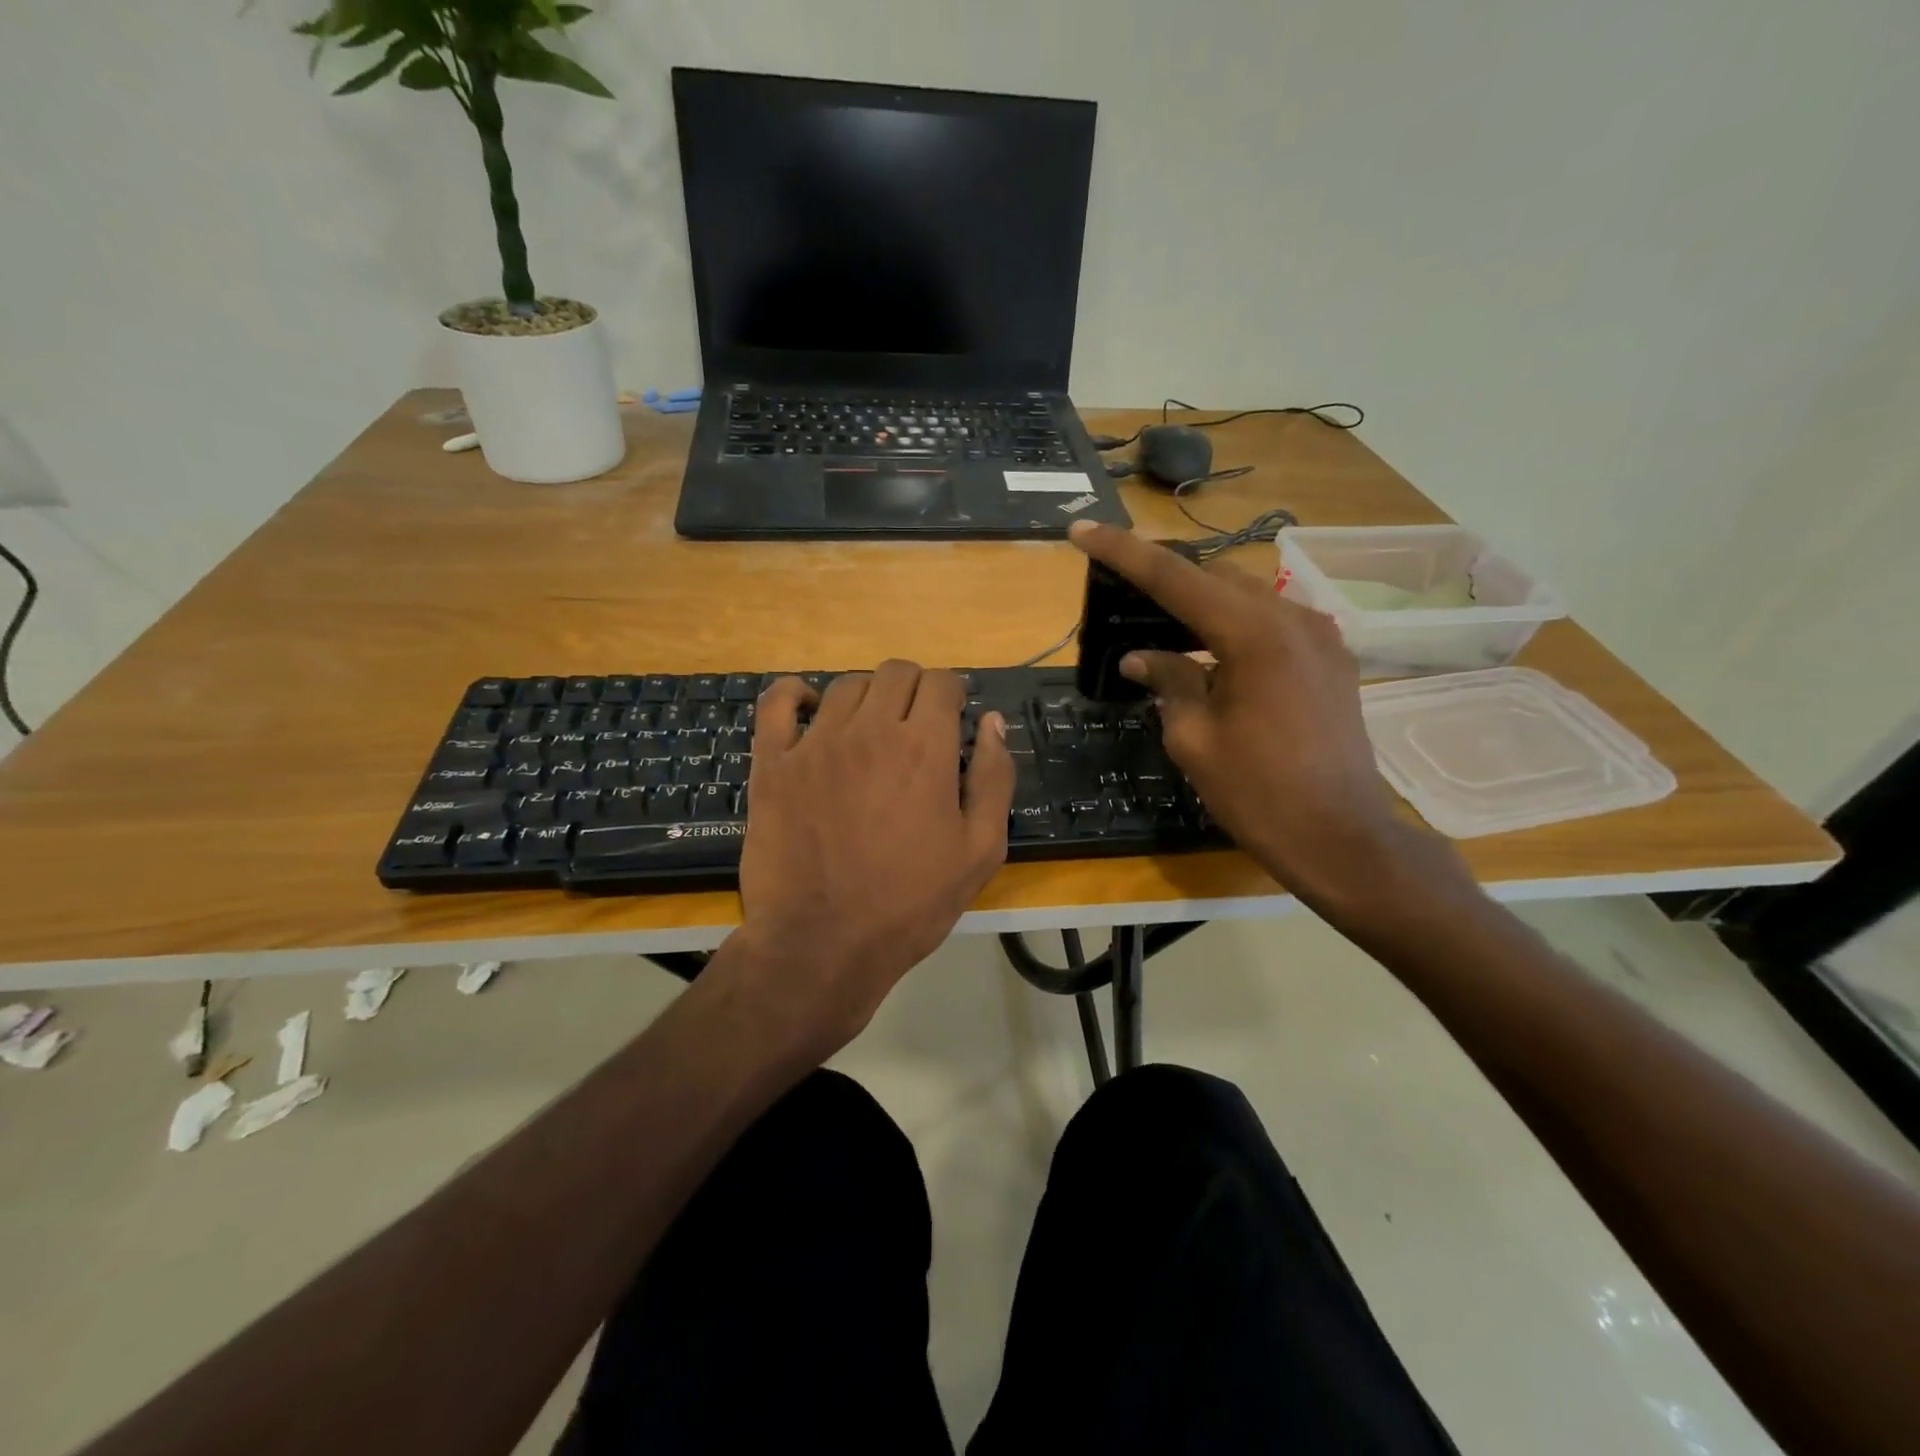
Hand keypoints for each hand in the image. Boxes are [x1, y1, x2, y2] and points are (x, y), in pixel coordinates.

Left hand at [730, 661, 1014, 1057]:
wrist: (822, 945)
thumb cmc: (909, 904)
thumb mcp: (979, 850)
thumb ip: (993, 778)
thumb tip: (993, 723)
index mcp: (924, 748)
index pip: (942, 682)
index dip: (953, 695)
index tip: (953, 721)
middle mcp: (869, 730)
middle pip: (896, 673)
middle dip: (915, 689)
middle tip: (916, 727)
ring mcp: (814, 743)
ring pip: (845, 685)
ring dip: (867, 696)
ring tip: (869, 730)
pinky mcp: (772, 763)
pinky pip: (776, 703)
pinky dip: (793, 694)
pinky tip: (807, 707)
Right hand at [1068, 520, 1454, 913]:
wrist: (1341, 838)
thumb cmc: (1258, 794)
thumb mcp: (1196, 738)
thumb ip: (1168, 681)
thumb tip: (1140, 657)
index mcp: (1254, 633)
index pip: (1174, 577)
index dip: (1123, 552)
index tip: (1083, 531)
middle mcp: (1293, 618)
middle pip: (1214, 578)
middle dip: (1164, 579)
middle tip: (1120, 590)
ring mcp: (1320, 636)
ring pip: (1246, 597)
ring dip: (1200, 604)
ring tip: (1159, 624)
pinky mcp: (1331, 659)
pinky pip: (1271, 623)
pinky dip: (1233, 626)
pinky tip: (1210, 654)